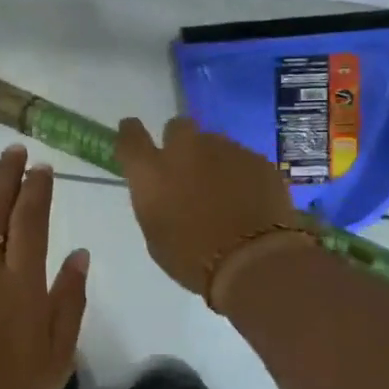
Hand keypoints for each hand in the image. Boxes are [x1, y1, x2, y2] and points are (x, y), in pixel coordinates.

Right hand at [117, 116, 307, 301]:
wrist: (252, 262)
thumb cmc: (192, 259)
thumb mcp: (156, 235)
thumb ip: (155, 202)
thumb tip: (164, 191)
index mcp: (152, 171)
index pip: (131, 135)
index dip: (131, 134)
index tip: (134, 137)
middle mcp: (185, 150)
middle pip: (177, 127)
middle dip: (179, 142)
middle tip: (186, 170)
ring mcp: (225, 150)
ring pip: (214, 143)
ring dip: (212, 160)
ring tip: (224, 192)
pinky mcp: (257, 159)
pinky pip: (242, 159)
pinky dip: (241, 174)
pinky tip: (249, 199)